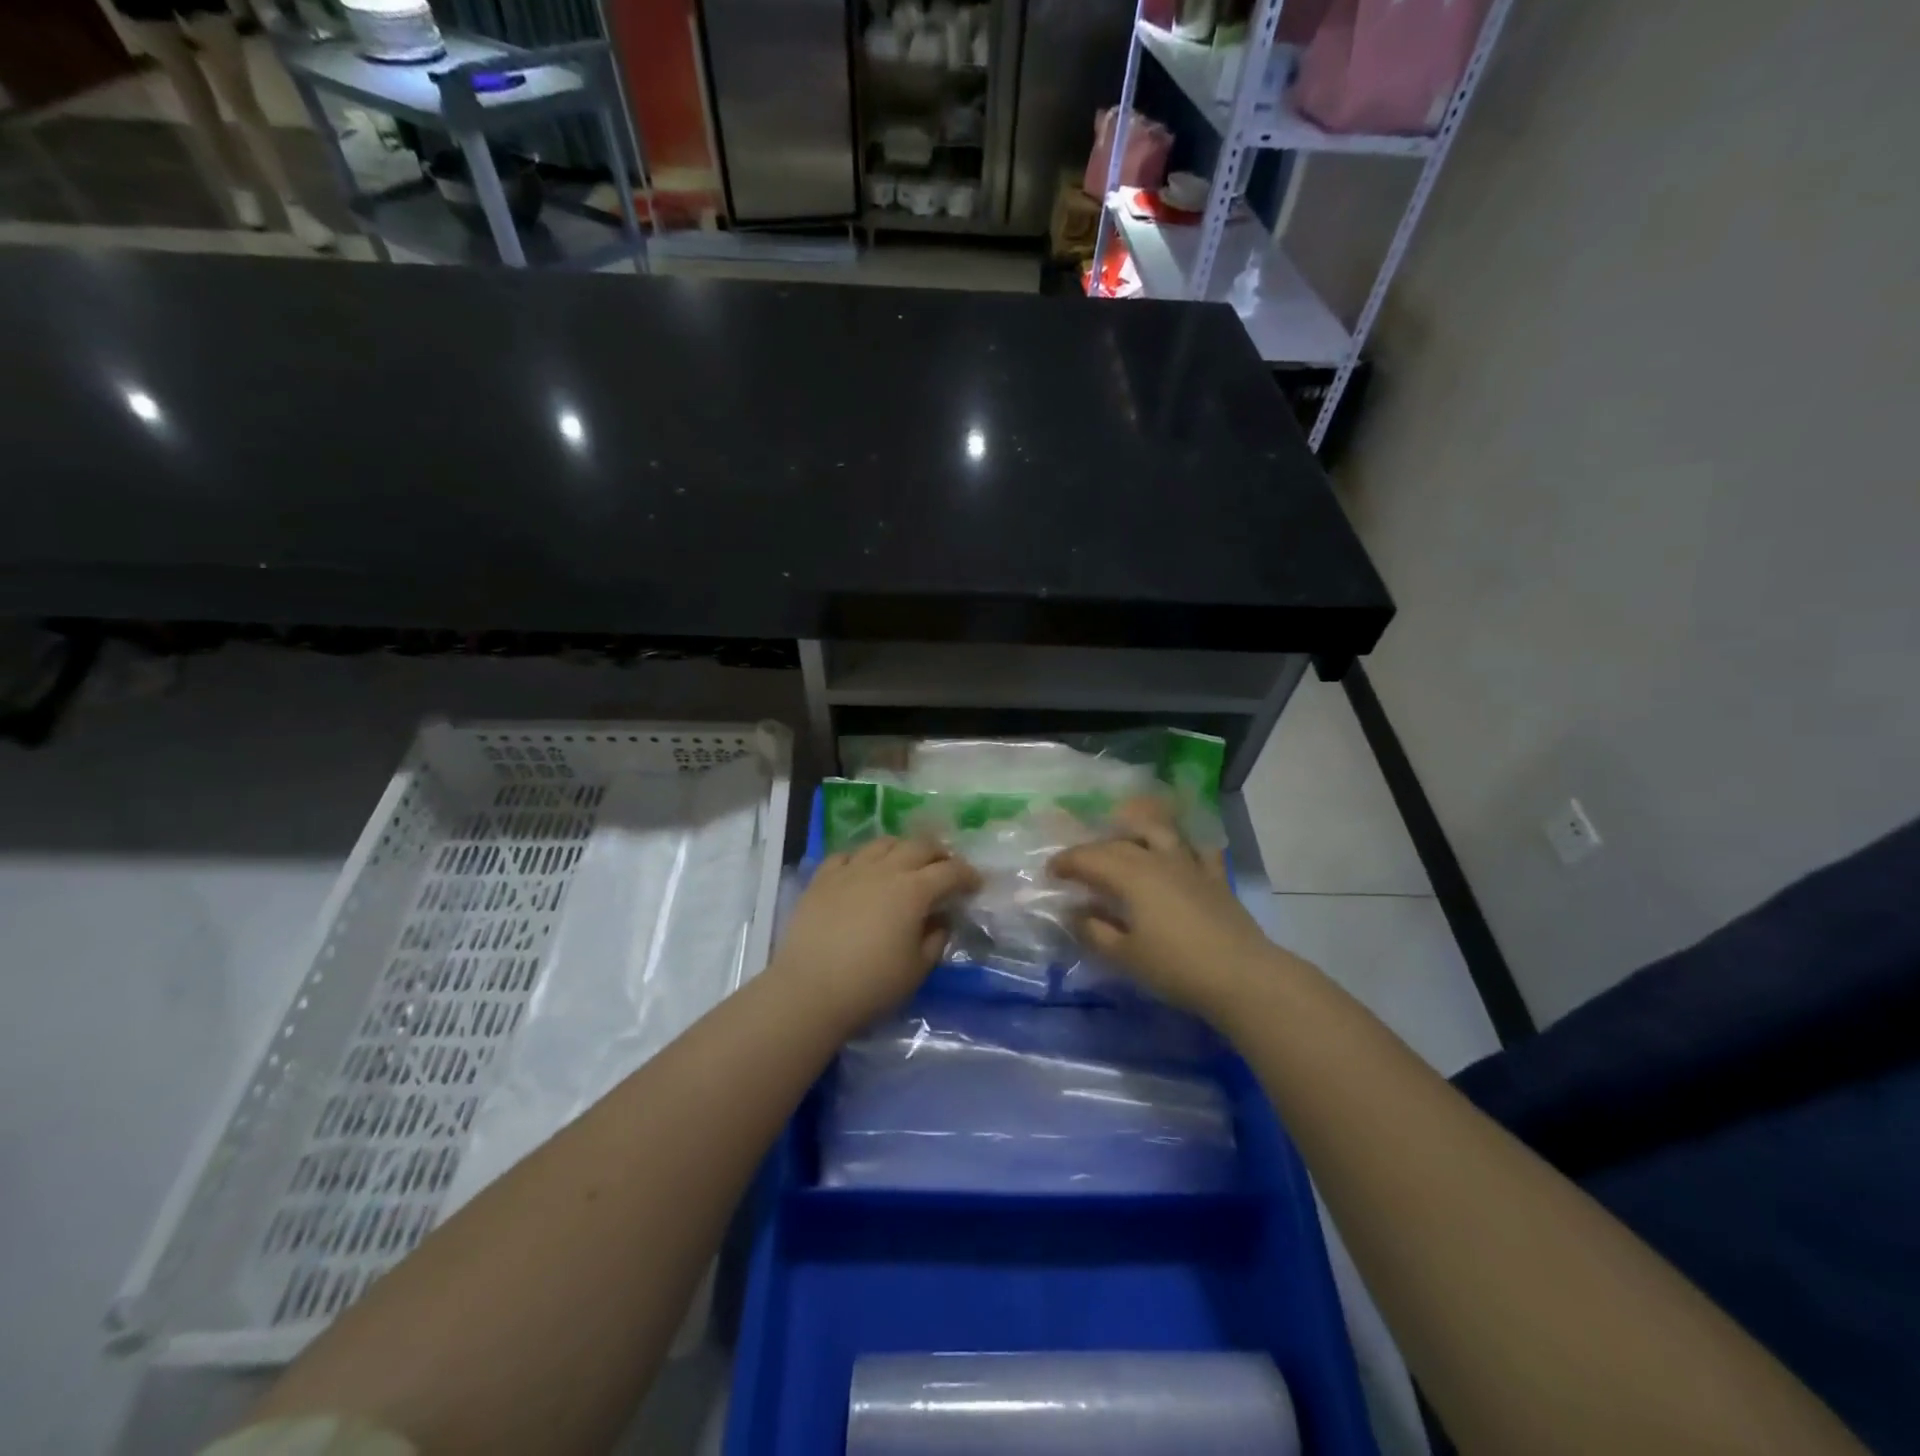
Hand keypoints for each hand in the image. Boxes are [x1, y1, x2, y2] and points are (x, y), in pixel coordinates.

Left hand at [772, 837, 979, 1028]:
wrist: (809, 991)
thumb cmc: (871, 985)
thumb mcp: (917, 969)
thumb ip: (936, 939)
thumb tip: (941, 920)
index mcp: (913, 891)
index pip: (950, 871)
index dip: (968, 875)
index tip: (976, 884)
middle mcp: (884, 870)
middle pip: (919, 846)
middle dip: (939, 853)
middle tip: (946, 868)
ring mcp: (850, 870)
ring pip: (883, 843)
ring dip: (902, 849)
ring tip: (906, 863)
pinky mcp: (822, 878)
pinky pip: (847, 855)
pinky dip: (863, 858)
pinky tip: (864, 871)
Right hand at [1051, 798, 1291, 1020]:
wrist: (1242, 976)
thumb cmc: (1176, 966)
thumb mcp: (1125, 955)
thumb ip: (1095, 931)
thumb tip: (1075, 914)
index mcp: (1130, 875)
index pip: (1089, 858)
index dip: (1066, 862)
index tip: (1050, 872)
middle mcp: (1157, 859)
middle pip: (1118, 844)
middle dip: (1092, 850)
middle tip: (1077, 866)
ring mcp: (1189, 864)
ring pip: (1158, 832)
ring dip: (1136, 830)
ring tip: (1123, 838)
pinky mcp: (1215, 877)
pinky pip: (1198, 849)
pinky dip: (1185, 844)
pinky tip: (1180, 850)